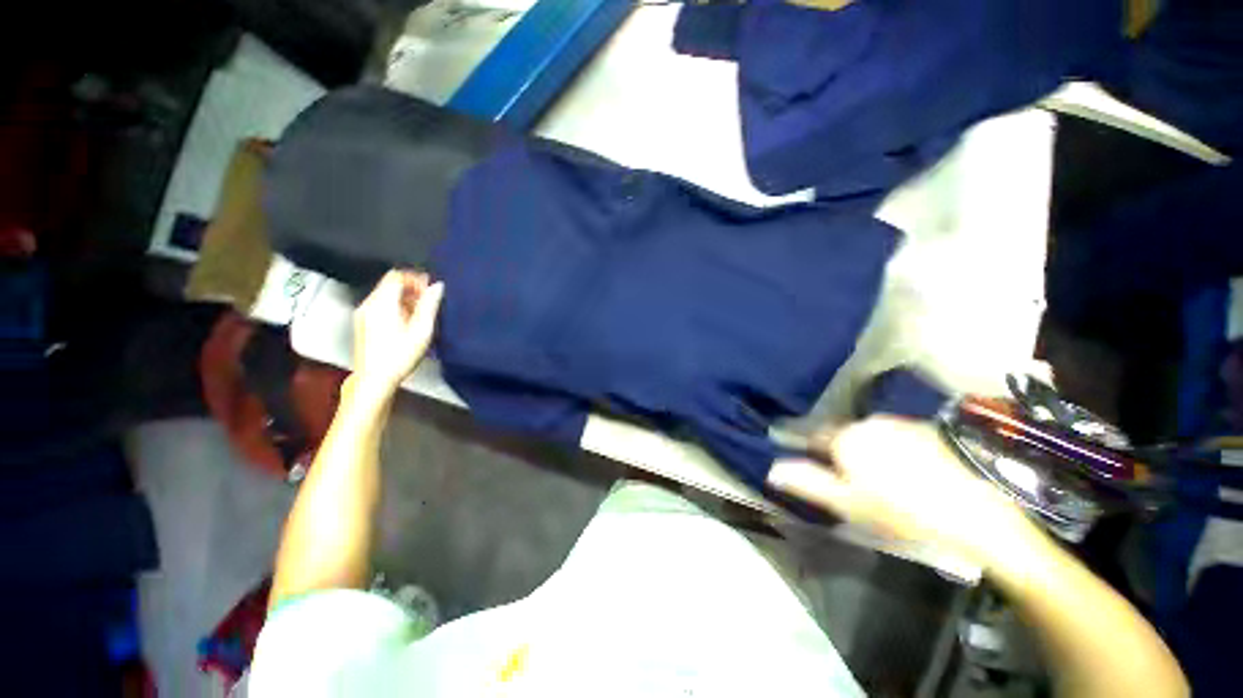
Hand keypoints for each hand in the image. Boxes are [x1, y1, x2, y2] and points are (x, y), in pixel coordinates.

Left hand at [352, 269, 443, 393]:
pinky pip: (379, 304)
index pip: (396, 276)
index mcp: (382, 303)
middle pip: (389, 283)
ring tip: (419, 313)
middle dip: (410, 287)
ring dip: (403, 297)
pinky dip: (394, 305)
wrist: (375, 378)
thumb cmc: (400, 355)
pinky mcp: (362, 323)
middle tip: (427, 301)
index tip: (429, 290)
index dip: (415, 279)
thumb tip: (437, 286)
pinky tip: (406, 321)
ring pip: (384, 293)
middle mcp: (369, 304)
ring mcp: (363, 313)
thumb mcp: (422, 330)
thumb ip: (430, 305)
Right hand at [768, 417, 1035, 566]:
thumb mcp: (848, 504)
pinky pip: (894, 436)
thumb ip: (808, 482)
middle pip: (841, 435)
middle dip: (840, 452)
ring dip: (866, 450)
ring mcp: (900, 424)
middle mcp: (869, 423)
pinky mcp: (926, 431)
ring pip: (868, 434)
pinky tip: (907, 473)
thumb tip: (772, 468)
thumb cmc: (903, 512)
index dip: (806, 449)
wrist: (978, 517)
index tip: (806, 460)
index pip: (812, 436)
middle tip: (852, 482)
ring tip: (881, 480)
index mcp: (847, 437)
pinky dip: (891, 449)